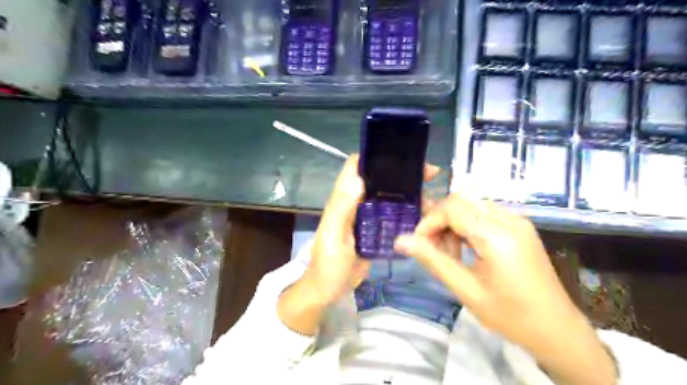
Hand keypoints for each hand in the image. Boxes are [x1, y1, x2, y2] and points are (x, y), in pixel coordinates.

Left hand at [303, 156, 442, 306]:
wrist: (328, 290)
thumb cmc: (328, 263)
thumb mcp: (333, 236)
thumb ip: (342, 208)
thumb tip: (358, 177)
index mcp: (343, 199)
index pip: (356, 167)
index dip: (375, 156)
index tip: (402, 156)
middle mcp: (356, 203)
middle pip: (379, 180)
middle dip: (401, 175)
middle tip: (429, 176)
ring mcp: (367, 218)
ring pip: (388, 198)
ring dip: (408, 194)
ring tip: (431, 197)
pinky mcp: (375, 232)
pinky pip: (392, 217)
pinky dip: (406, 213)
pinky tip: (423, 216)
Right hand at [392, 196, 617, 384]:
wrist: (557, 329)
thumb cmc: (510, 315)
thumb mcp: (465, 289)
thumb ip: (432, 260)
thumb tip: (400, 240)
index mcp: (497, 235)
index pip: (452, 207)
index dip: (429, 221)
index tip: (419, 245)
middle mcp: (509, 219)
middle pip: (461, 201)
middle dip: (440, 222)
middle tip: (436, 251)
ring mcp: (517, 221)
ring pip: (471, 206)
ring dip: (453, 224)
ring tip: (452, 254)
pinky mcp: (520, 226)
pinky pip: (484, 214)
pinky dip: (468, 226)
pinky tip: (468, 250)